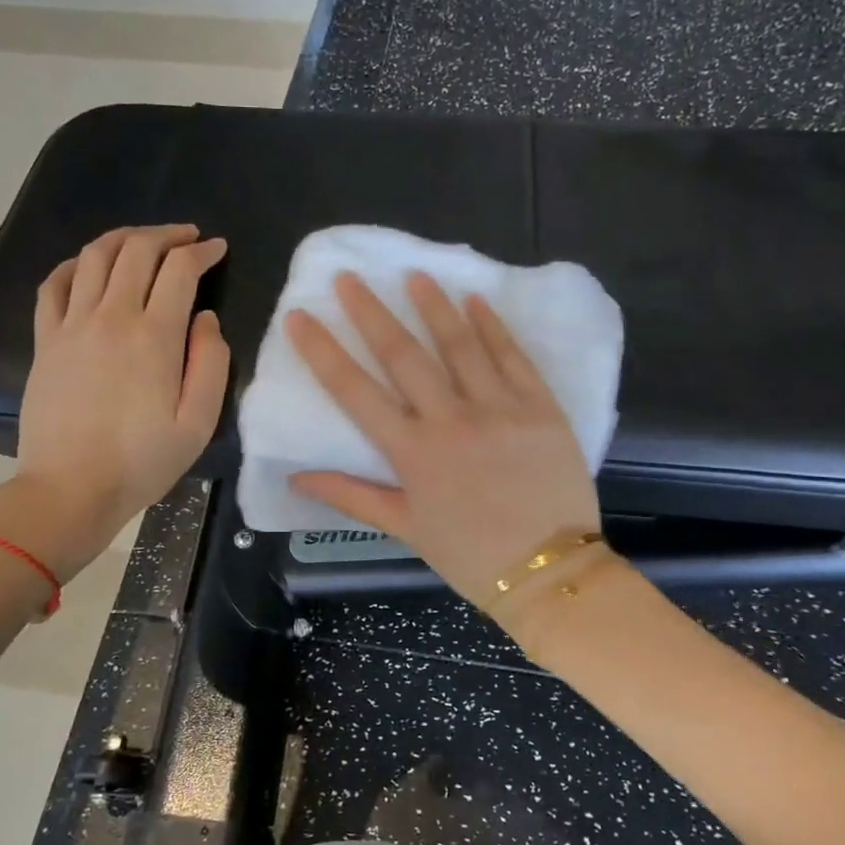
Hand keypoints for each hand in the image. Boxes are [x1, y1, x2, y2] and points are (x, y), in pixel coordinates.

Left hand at [0, 225, 228, 580]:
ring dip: (124, 238)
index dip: (202, 252)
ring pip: (96, 256)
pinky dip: (76, 264)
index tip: (217, 249)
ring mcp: (72, 325)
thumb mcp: (198, 423)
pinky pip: (55, 283)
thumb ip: (211, 364)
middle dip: (167, 235)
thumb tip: (206, 320)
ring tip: (144, 241)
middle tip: (188, 238)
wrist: (70, 489)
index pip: (180, 270)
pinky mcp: (46, 340)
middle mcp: (112, 317)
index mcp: (155, 336)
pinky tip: (90, 266)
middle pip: (137, 250)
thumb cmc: (142, 462)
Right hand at [286, 270, 599, 611]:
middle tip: (350, 277)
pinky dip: (493, 327)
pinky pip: (513, 357)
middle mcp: (451, 420)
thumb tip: (297, 477)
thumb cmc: (469, 554)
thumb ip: (351, 496)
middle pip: (403, 356)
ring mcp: (499, 408)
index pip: (355, 392)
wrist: (547, 570)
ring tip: (414, 274)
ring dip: (433, 306)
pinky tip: (476, 300)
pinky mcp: (540, 407)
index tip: (300, 317)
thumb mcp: (404, 528)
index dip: (323, 352)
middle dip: (372, 313)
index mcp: (412, 452)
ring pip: (460, 345)